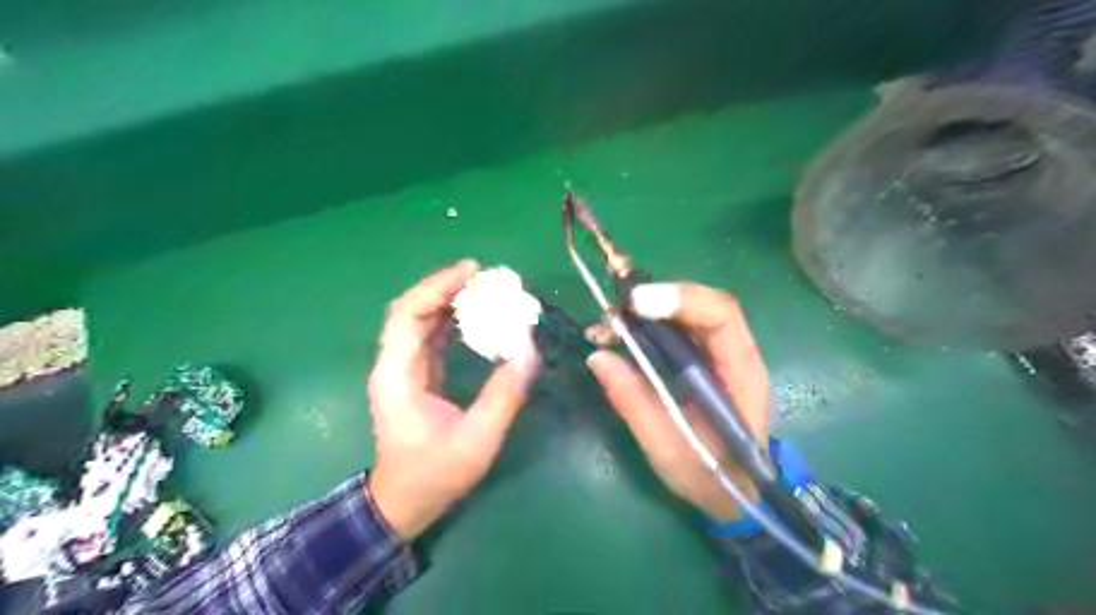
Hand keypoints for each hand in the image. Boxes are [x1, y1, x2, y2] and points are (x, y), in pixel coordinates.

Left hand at [367, 262, 537, 539]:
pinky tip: (475, 315)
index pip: (407, 315)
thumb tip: (529, 352)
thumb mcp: (477, 440)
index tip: (471, 272)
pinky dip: (451, 320)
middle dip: (444, 287)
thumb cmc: (434, 475)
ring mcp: (403, 369)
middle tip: (483, 276)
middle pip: (411, 310)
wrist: (405, 503)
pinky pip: (431, 337)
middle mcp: (394, 365)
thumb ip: (504, 395)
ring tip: (483, 288)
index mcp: (397, 375)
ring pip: (420, 321)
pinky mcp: (417, 375)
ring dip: (448, 300)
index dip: (436, 287)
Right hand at [591, 282, 769, 517]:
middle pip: (702, 305)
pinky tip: (619, 335)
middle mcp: (735, 353)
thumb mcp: (668, 449)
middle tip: (611, 313)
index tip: (636, 304)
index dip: (681, 299)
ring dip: (646, 311)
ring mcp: (719, 354)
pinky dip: (646, 325)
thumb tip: (598, 356)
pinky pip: (676, 328)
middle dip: (655, 300)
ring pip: (686, 313)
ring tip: (607, 325)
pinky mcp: (702, 359)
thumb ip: (634, 403)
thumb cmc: (710, 476)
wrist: (735, 492)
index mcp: (741, 373)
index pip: (722, 315)